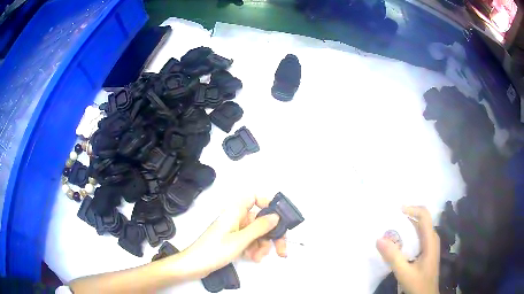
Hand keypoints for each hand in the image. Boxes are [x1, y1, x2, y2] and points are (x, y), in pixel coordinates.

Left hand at [174, 195, 286, 278]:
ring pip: (256, 233)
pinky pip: (249, 241)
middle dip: (271, 235)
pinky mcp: (232, 241)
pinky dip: (254, 249)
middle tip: (282, 249)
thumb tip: (276, 216)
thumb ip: (259, 227)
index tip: (279, 218)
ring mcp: (234, 230)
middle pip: (260, 220)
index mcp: (235, 211)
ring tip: (259, 258)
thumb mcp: (240, 240)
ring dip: (262, 246)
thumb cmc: (215, 250)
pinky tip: (253, 258)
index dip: (267, 204)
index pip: (254, 198)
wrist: (194, 265)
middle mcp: (236, 218)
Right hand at [376, 206, 439, 293]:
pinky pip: (416, 239)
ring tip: (389, 234)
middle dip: (404, 220)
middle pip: (420, 221)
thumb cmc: (419, 284)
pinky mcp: (426, 252)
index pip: (424, 215)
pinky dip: (406, 238)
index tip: (395, 211)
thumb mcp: (404, 272)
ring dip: (404, 230)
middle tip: (387, 224)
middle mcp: (432, 239)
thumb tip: (379, 239)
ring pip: (418, 230)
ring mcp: (430, 246)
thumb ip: (393, 257)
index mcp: (430, 240)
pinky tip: (397, 247)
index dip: (411, 209)